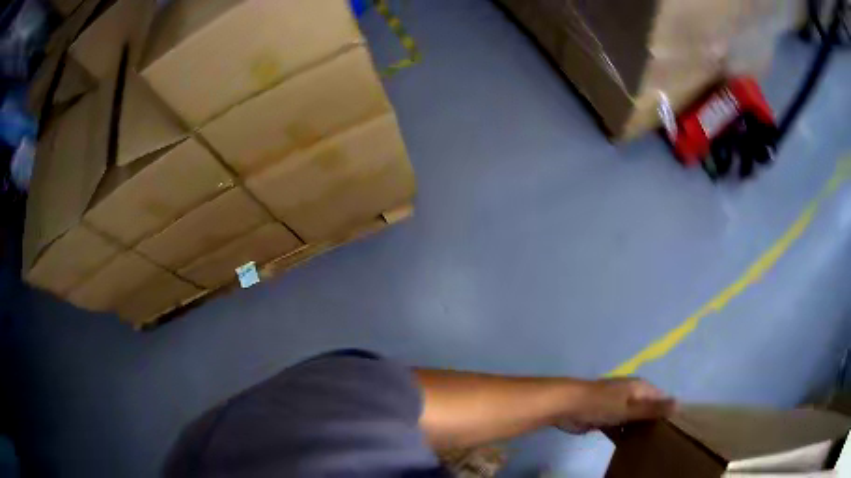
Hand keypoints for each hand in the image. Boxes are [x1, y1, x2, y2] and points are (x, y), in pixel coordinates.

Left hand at [556, 378, 675, 433]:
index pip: (660, 397)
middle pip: (646, 408)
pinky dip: (623, 433)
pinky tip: (628, 446)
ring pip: (632, 418)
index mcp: (639, 387)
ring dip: (637, 429)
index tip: (674, 427)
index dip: (666, 410)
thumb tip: (680, 403)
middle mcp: (630, 394)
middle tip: (662, 440)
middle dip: (652, 421)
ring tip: (649, 445)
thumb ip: (653, 408)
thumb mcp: (630, 408)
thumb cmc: (602, 404)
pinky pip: (618, 426)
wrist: (567, 405)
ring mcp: (616, 405)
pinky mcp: (603, 417)